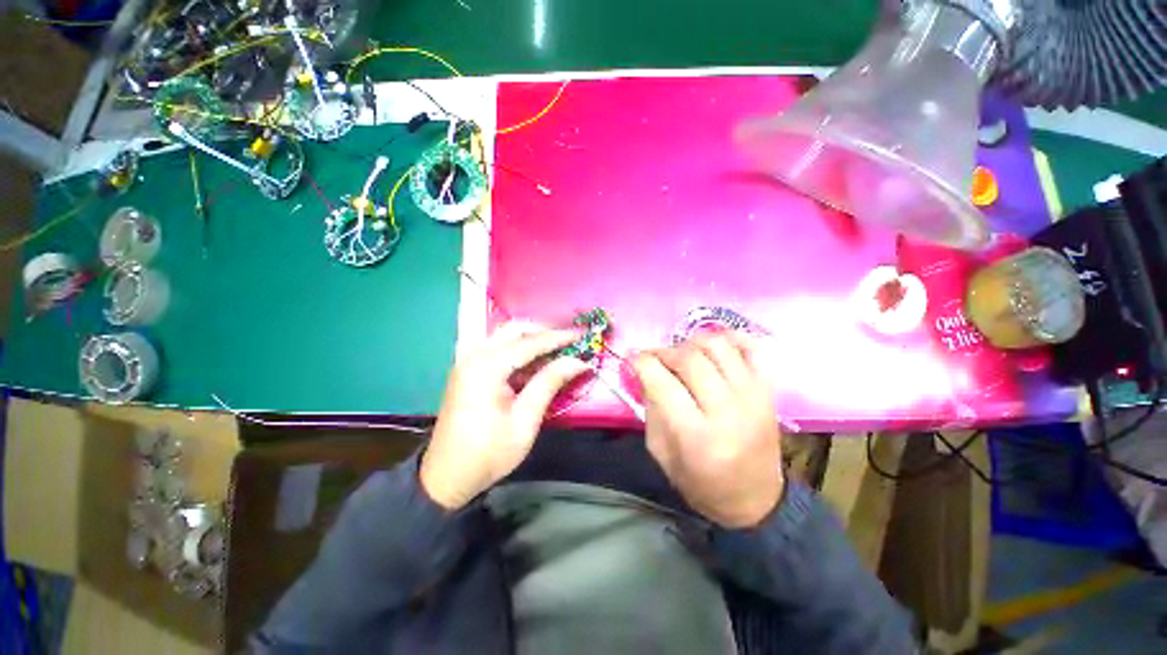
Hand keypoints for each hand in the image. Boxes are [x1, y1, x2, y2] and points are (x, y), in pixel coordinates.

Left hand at [421, 321, 589, 509]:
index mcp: (487, 366)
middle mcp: (475, 355)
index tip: (581, 335)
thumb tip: (578, 361)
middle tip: (568, 341)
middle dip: (543, 331)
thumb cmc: (489, 452)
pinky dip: (518, 350)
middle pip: (514, 329)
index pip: (530, 342)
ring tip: (556, 349)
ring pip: (505, 336)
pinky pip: (497, 348)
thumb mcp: (525, 419)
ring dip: (531, 338)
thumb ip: (549, 383)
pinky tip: (534, 362)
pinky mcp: (468, 370)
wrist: (447, 477)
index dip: (559, 337)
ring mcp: (468, 361)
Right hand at [633, 332, 783, 527]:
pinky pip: (752, 348)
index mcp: (696, 435)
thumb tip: (646, 372)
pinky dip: (731, 338)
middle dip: (665, 351)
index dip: (642, 362)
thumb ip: (651, 409)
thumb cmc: (701, 483)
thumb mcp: (661, 453)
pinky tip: (715, 347)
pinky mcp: (768, 391)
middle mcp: (727, 411)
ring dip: (693, 343)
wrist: (755, 501)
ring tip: (684, 354)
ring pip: (719, 346)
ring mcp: (753, 397)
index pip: (662, 382)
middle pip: (690, 359)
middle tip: (655, 358)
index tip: (632, 357)